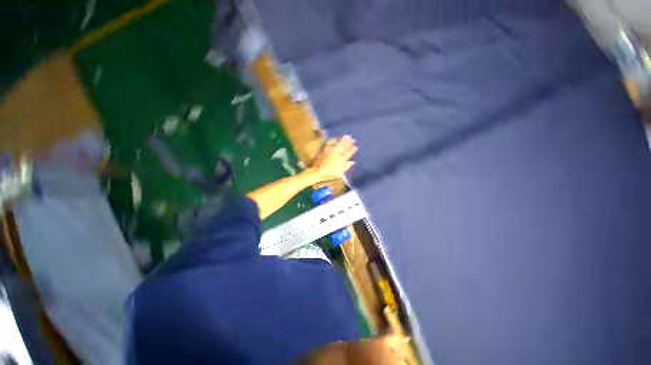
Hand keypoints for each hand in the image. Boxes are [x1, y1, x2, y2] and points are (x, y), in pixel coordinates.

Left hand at [309, 135, 356, 182]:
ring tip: (347, 136)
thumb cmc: (328, 174)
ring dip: (343, 139)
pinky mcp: (325, 149)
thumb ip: (346, 167)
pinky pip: (331, 142)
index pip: (348, 153)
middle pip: (344, 146)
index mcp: (341, 159)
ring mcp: (331, 150)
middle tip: (353, 139)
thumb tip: (352, 162)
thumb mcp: (339, 173)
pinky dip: (334, 139)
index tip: (356, 146)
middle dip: (349, 142)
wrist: (316, 171)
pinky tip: (336, 138)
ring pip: (338, 142)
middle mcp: (337, 153)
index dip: (352, 149)